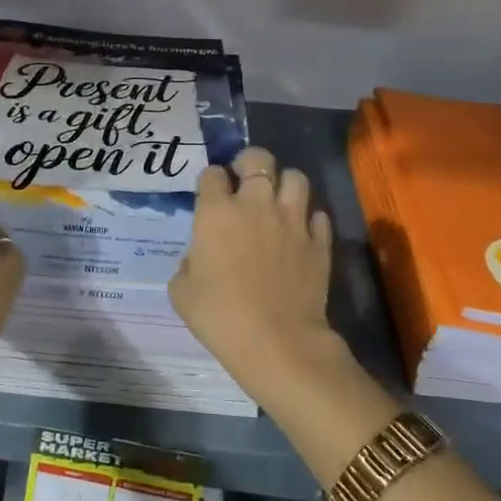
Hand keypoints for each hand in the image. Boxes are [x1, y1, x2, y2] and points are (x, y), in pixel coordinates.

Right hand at [170, 145, 343, 410]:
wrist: (277, 341)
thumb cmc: (220, 316)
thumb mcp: (181, 292)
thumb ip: (187, 263)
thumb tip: (198, 257)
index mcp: (216, 212)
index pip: (212, 173)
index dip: (210, 179)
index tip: (210, 193)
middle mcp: (255, 204)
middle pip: (258, 158)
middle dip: (250, 162)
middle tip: (245, 179)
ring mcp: (292, 220)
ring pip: (296, 177)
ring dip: (285, 184)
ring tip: (278, 200)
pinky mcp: (319, 241)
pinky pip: (318, 215)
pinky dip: (309, 219)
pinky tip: (301, 233)